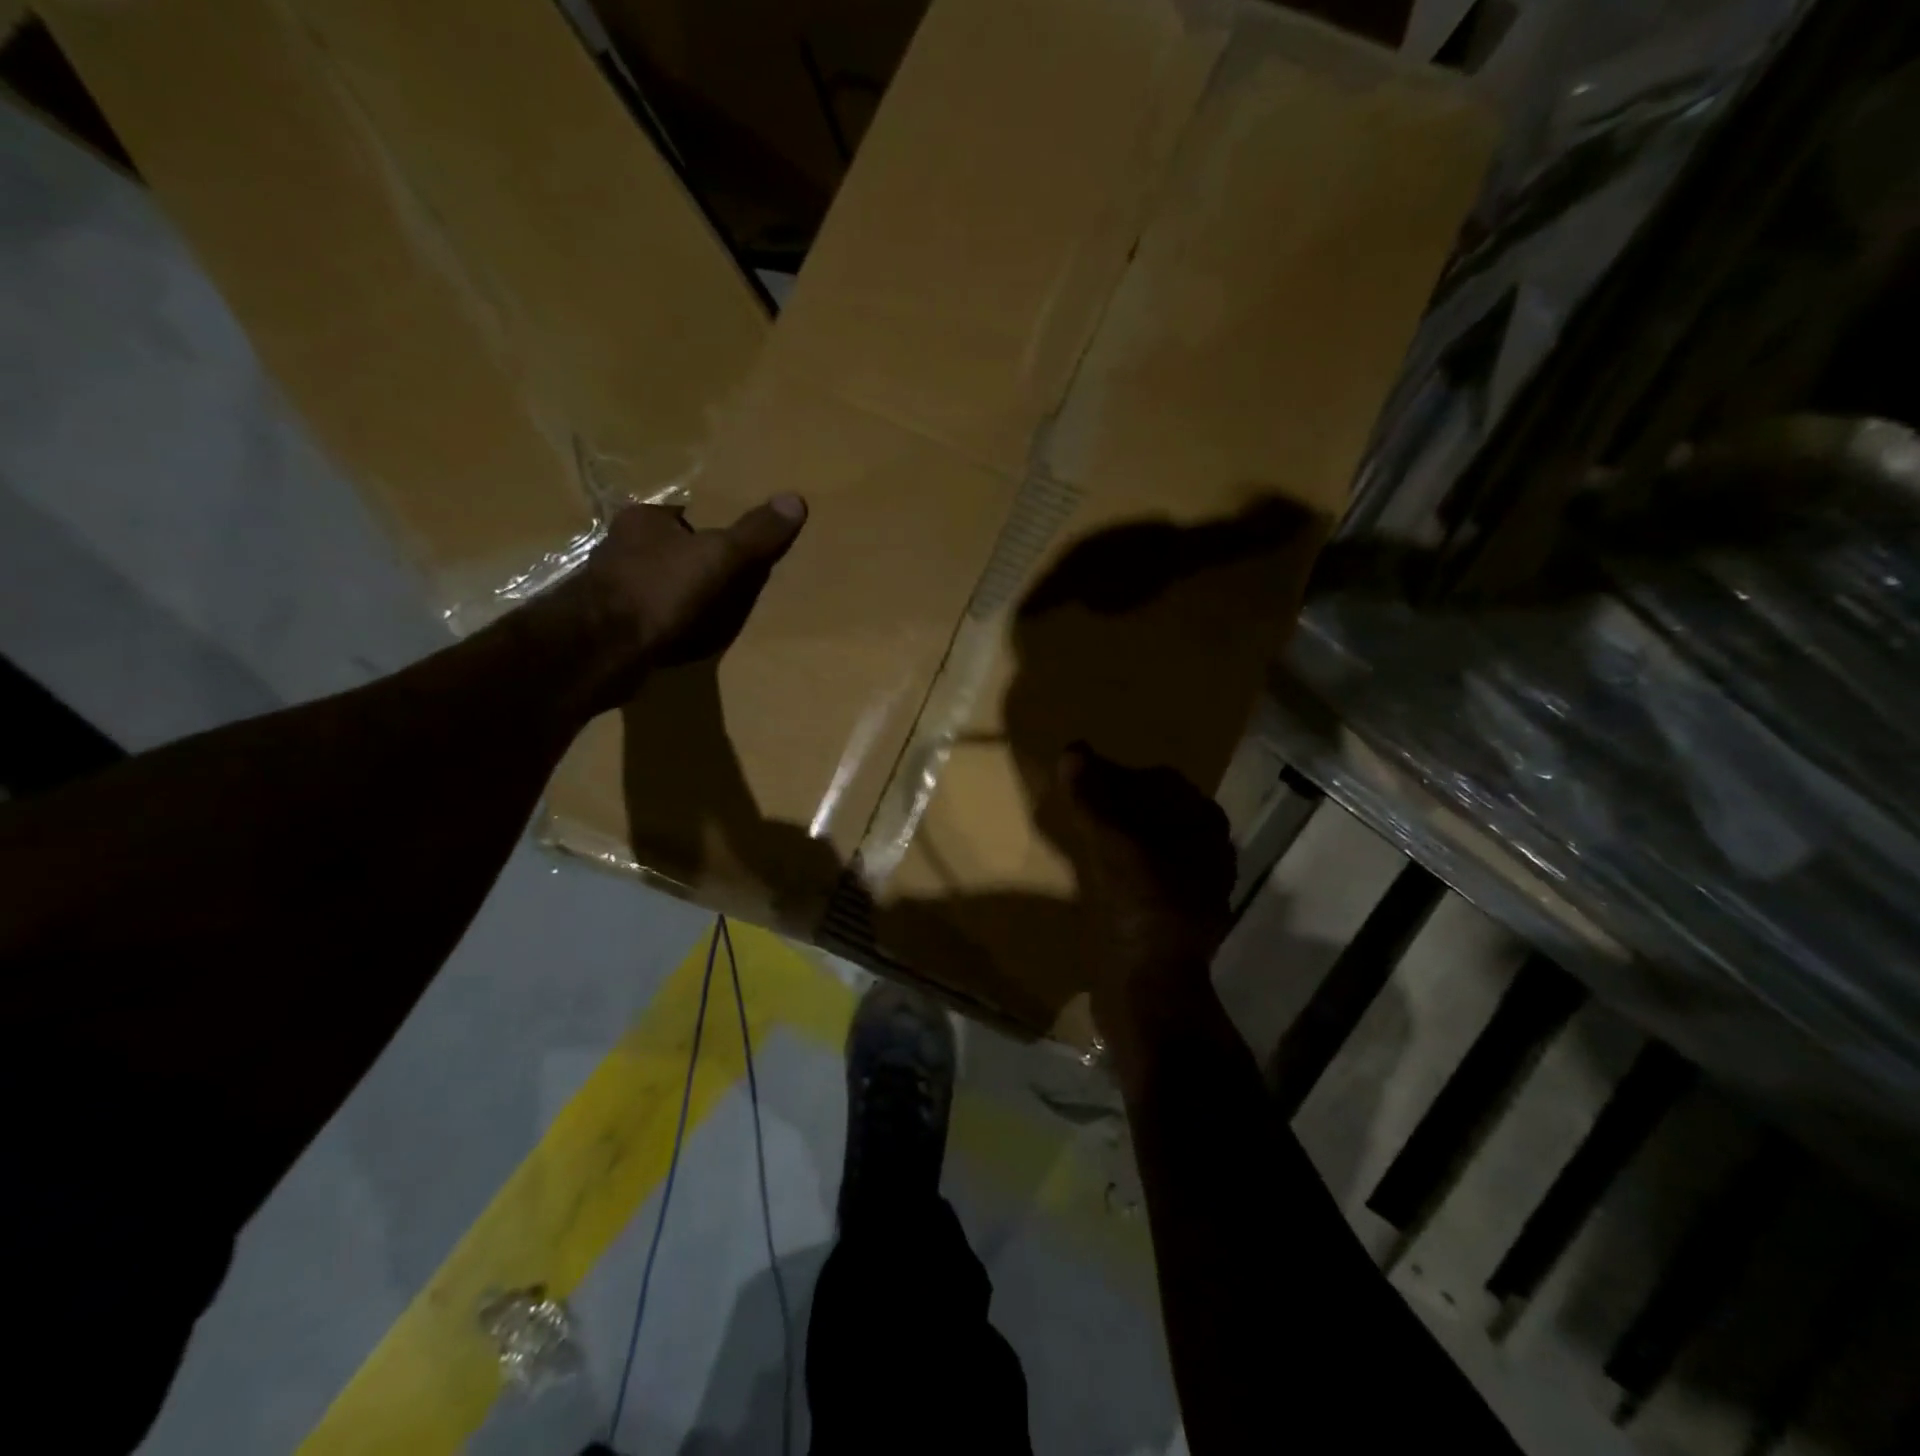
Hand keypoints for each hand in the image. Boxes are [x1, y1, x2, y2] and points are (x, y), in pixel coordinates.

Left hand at [543, 496, 806, 708]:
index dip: (715, 528)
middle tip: (737, 580)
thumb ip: (756, 533)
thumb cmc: (659, 589)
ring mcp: (614, 588)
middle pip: (674, 549)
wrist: (602, 648)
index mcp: (643, 519)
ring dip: (685, 597)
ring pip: (662, 585)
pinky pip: (654, 618)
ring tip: (720, 612)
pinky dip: (673, 625)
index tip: (740, 545)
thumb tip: (795, 500)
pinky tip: (691, 638)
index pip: (686, 515)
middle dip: (700, 564)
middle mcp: (622, 547)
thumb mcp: (719, 556)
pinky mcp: (613, 624)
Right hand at [1053, 744, 1234, 1040]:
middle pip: (1157, 811)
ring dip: (1116, 832)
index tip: (1086, 777)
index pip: (1163, 781)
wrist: (1148, 991)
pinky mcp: (1169, 915)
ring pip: (1148, 842)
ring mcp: (1190, 887)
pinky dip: (1116, 862)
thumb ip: (1093, 798)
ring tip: (1078, 829)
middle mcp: (1206, 855)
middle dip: (1119, 802)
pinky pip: (1140, 871)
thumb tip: (1073, 751)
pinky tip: (1089, 868)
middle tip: (1077, 800)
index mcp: (1205, 832)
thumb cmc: (1141, 911)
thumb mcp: (1113, 848)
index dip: (1123, 773)